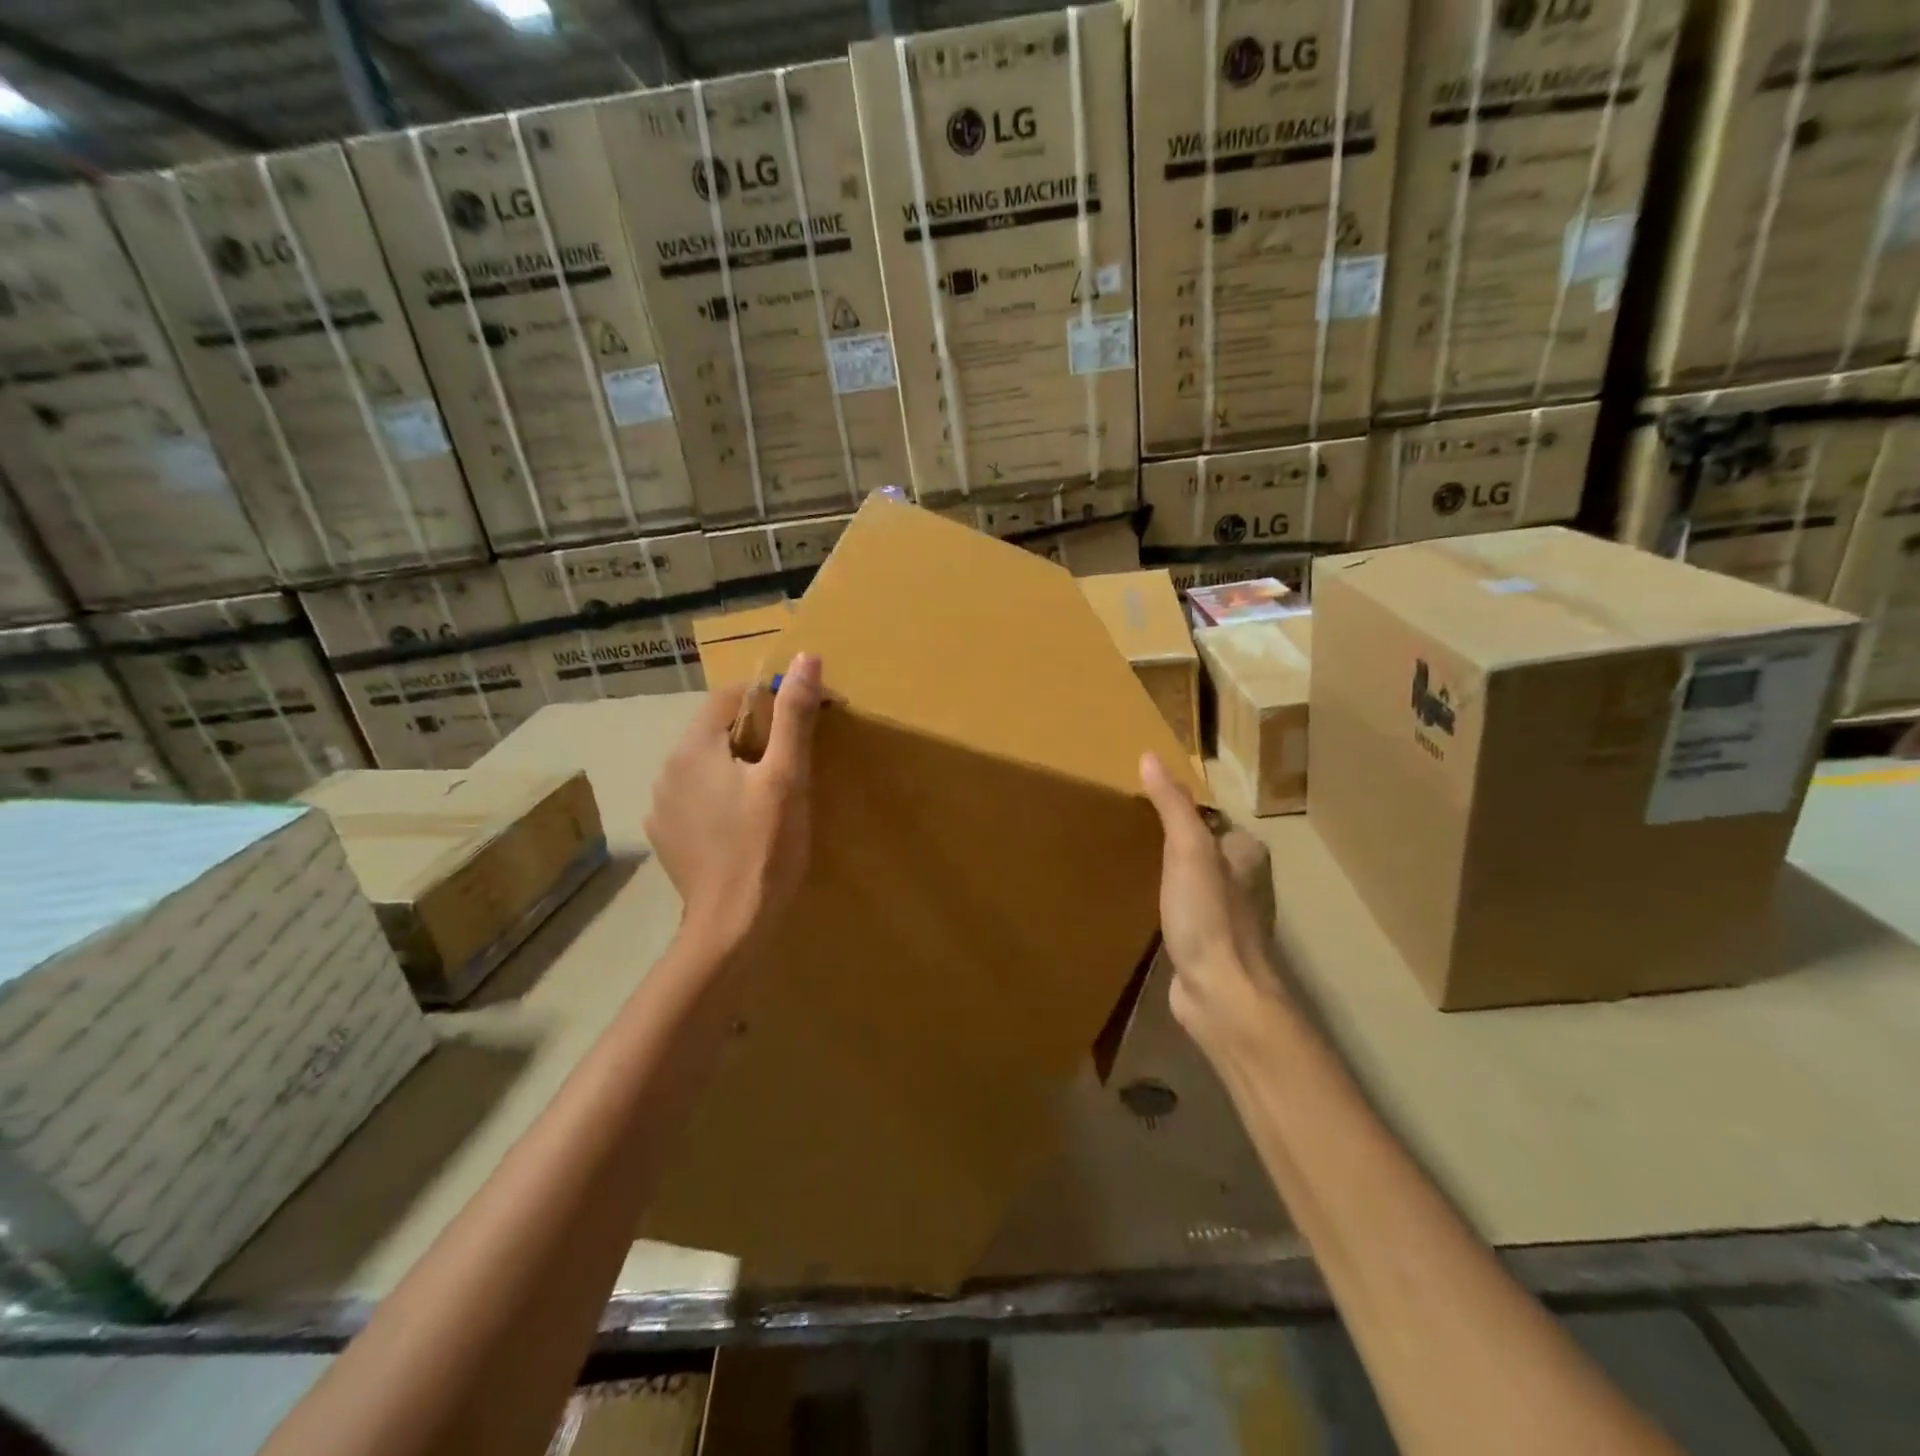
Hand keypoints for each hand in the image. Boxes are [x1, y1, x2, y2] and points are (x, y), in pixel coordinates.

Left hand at [646, 653, 822, 956]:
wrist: (732, 925)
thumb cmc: (765, 846)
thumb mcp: (788, 777)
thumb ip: (794, 715)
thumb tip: (806, 658)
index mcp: (693, 748)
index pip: (730, 696)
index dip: (771, 696)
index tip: (808, 714)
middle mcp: (667, 769)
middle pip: (716, 730)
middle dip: (757, 732)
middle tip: (797, 756)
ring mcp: (662, 806)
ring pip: (706, 764)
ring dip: (738, 763)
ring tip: (774, 789)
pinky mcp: (668, 836)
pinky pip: (697, 797)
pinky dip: (722, 794)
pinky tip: (745, 820)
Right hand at [1139, 753, 1277, 1046]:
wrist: (1220, 994)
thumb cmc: (1209, 916)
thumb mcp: (1187, 850)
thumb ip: (1172, 805)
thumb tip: (1150, 756)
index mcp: (1248, 853)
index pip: (1211, 817)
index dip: (1180, 808)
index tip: (1142, 803)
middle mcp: (1246, 881)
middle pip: (1204, 848)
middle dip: (1174, 840)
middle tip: (1129, 832)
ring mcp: (1229, 916)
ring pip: (1195, 880)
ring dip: (1170, 874)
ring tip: (1130, 863)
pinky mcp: (1211, 944)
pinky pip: (1186, 911)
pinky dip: (1168, 904)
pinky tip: (1144, 906)